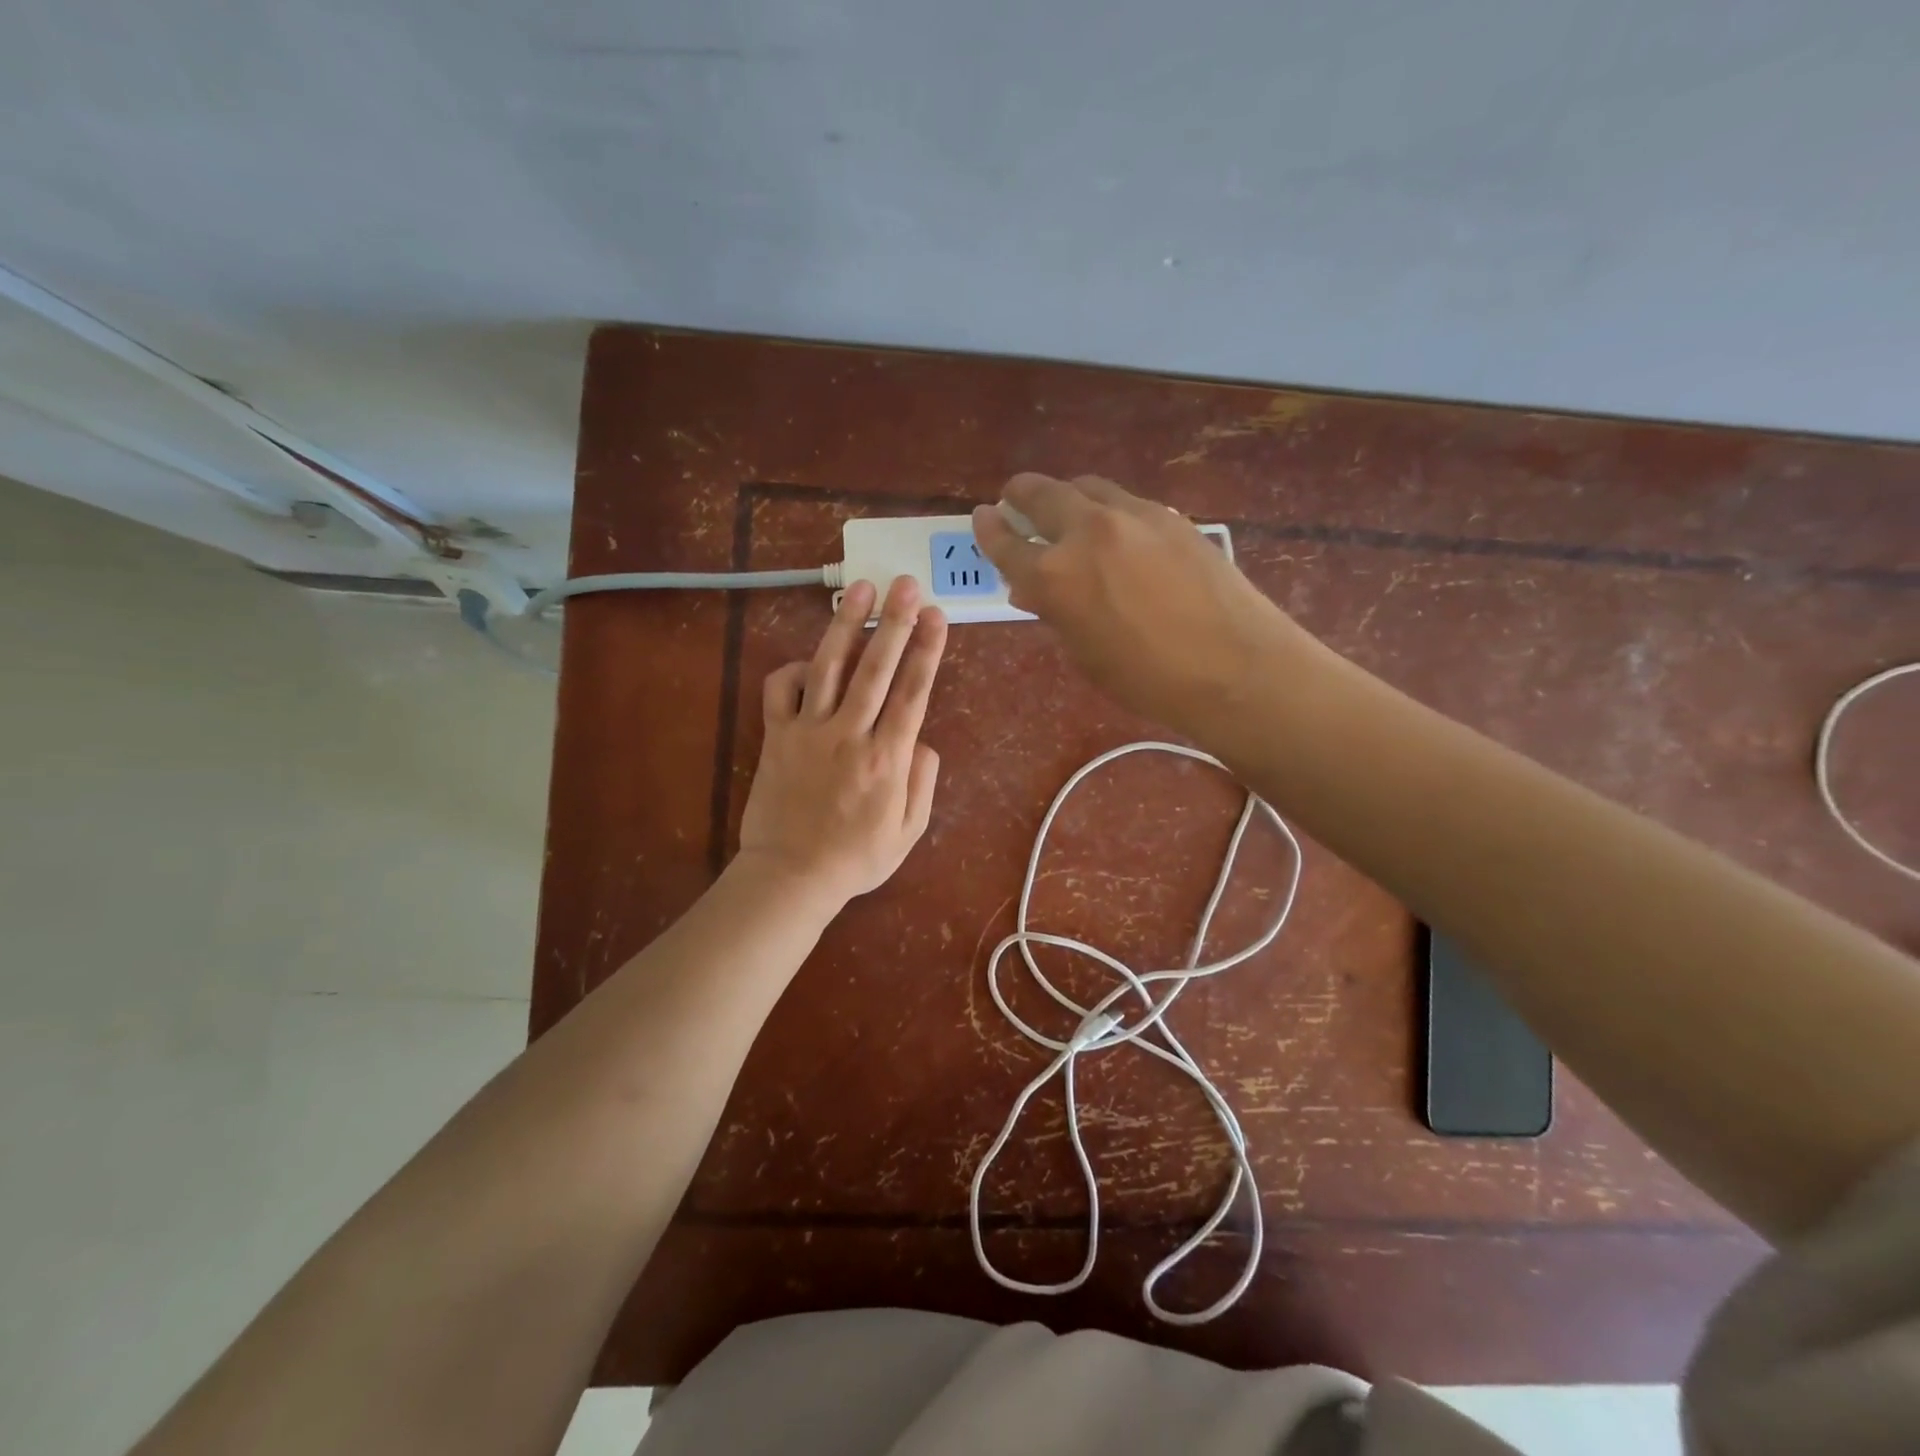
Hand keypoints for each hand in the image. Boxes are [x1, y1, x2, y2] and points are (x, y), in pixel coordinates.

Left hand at [736, 576, 947, 907]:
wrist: (791, 876)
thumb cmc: (857, 858)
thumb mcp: (910, 831)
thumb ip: (923, 781)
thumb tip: (920, 739)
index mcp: (887, 759)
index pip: (913, 692)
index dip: (927, 650)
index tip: (935, 615)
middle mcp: (850, 735)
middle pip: (875, 668)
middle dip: (893, 622)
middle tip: (905, 583)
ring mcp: (809, 732)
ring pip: (829, 667)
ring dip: (845, 625)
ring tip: (860, 589)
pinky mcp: (776, 736)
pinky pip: (781, 690)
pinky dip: (793, 669)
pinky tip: (809, 660)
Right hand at [972, 473, 1309, 736]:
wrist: (1235, 667)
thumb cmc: (1149, 680)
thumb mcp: (1086, 655)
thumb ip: (1055, 613)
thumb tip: (1034, 590)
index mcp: (1055, 577)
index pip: (1007, 544)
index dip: (989, 531)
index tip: (982, 517)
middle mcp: (1088, 532)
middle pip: (1042, 495)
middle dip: (1021, 495)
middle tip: (1014, 500)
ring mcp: (1134, 516)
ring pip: (1087, 487)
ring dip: (1067, 495)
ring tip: (1065, 511)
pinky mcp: (1171, 516)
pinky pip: (1126, 501)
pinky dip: (1108, 509)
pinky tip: (1117, 531)